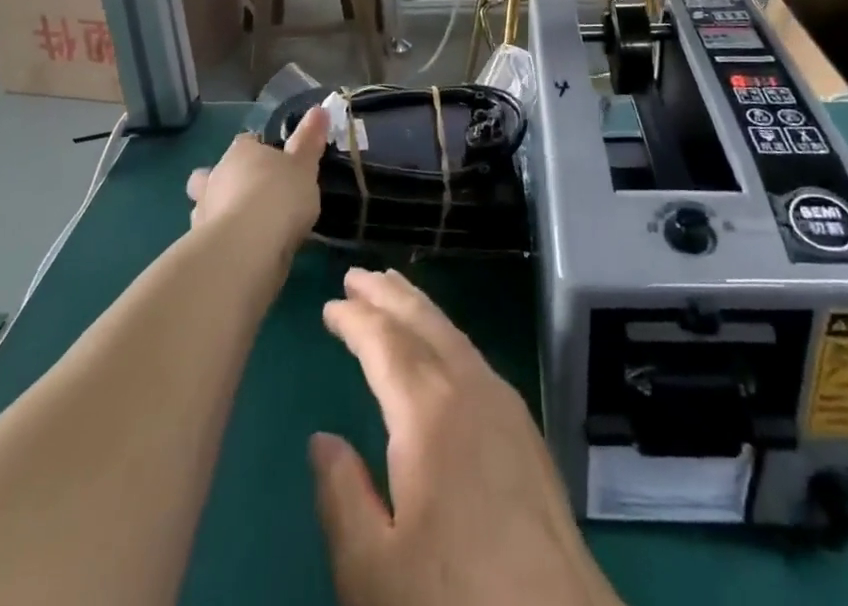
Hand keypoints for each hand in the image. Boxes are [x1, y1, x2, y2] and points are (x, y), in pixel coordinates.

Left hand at [184, 108, 326, 259]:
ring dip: (219, 211)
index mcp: (241, 152)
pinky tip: (241, 250)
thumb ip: (309, 141)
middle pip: (213, 172)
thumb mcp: (304, 166)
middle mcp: (216, 176)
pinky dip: (223, 240)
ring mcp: (203, 212)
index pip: (246, 142)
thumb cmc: (279, 196)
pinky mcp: (200, 246)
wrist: (246, 248)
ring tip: (245, 226)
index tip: (274, 162)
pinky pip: (211, 237)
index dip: (257, 150)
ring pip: (205, 205)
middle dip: (225, 181)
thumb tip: (319, 109)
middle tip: (249, 194)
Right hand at [310, 269, 621, 605]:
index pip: (384, 343)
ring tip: (394, 290)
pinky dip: (445, 333)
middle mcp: (468, 387)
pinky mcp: (524, 425)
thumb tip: (323, 440)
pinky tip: (439, 346)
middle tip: (359, 274)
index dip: (355, 319)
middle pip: (423, 322)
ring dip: (419, 308)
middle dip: (388, 294)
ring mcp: (504, 401)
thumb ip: (342, 498)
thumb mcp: (372, 571)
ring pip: (452, 333)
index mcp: (427, 412)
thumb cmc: (453, 600)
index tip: (331, 304)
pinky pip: (473, 354)